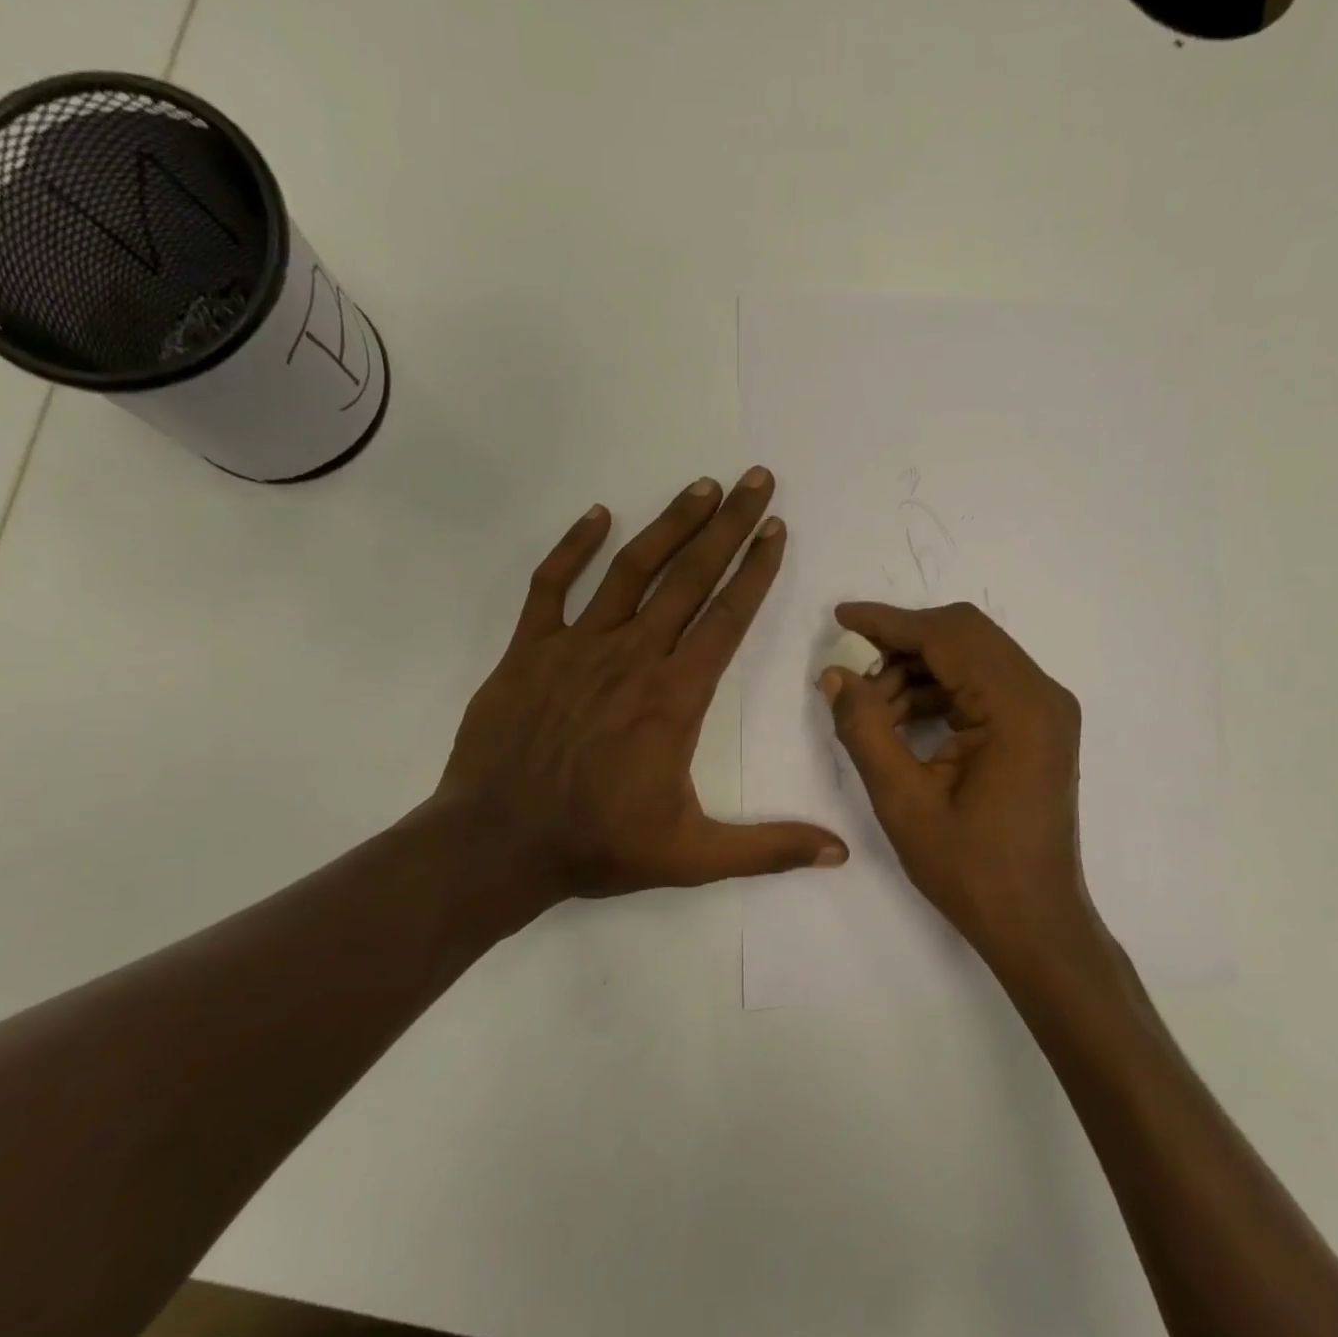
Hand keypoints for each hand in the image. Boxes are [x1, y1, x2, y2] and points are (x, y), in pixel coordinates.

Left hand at [422, 469, 846, 922]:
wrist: (496, 844)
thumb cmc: (598, 846)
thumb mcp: (692, 857)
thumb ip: (768, 848)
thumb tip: (840, 852)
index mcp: (674, 697)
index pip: (727, 618)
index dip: (756, 569)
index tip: (777, 527)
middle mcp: (632, 656)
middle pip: (690, 578)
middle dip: (729, 525)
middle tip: (756, 479)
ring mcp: (576, 646)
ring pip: (631, 570)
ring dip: (670, 524)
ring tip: (702, 487)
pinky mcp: (528, 649)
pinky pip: (551, 585)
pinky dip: (574, 547)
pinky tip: (598, 515)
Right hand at [822, 602, 1096, 966]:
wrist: (1033, 922)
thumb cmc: (970, 869)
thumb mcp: (902, 800)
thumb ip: (864, 729)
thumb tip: (834, 675)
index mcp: (1018, 707)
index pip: (947, 636)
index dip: (889, 622)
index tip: (841, 617)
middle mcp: (1041, 695)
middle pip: (964, 636)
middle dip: (901, 644)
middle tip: (852, 669)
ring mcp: (1044, 711)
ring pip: (970, 658)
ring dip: (916, 671)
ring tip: (870, 708)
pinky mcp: (1036, 728)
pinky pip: (980, 686)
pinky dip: (937, 691)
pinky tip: (899, 719)